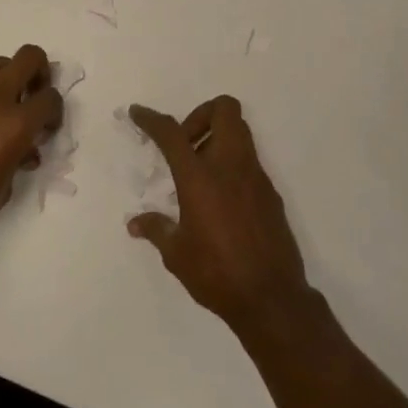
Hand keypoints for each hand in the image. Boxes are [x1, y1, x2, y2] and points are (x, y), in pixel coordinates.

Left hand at [0, 45, 63, 244]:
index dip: (55, 112)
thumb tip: (23, 152)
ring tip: (5, 111)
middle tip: (34, 98)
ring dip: (10, 80)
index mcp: (15, 123)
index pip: (50, 98)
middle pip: (28, 57)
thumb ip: (19, 161)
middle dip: (40, 72)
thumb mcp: (3, 190)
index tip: (47, 131)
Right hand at [127, 96, 312, 331]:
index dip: (152, 119)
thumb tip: (136, 223)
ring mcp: (256, 177)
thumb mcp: (177, 253)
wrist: (271, 298)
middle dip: (200, 116)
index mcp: (200, 177)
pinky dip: (231, 164)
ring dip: (216, 138)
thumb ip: (156, 229)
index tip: (138, 113)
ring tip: (197, 175)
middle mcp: (231, 167)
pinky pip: (249, 161)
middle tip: (185, 146)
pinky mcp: (271, 193)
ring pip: (240, 132)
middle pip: (224, 110)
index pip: (172, 133)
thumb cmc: (216, 273)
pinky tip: (219, 200)